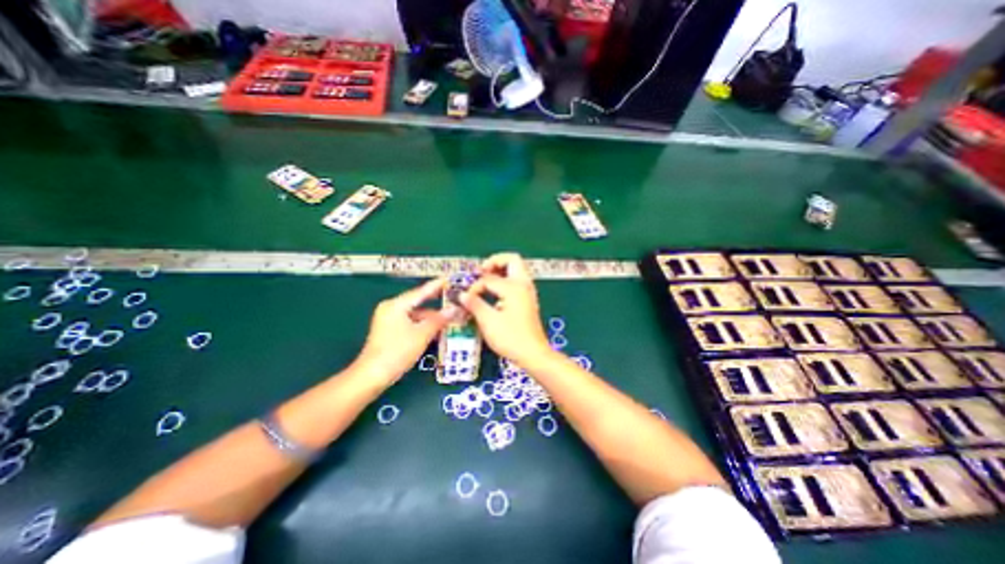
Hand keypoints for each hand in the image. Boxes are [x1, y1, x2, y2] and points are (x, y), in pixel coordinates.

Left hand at [351, 279, 448, 384]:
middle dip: (436, 302)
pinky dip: (423, 325)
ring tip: (450, 316)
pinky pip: (411, 322)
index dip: (437, 285)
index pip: (421, 292)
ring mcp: (389, 320)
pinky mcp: (390, 331)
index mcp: (396, 305)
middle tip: (454, 297)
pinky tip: (437, 329)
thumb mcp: (422, 334)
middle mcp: (391, 308)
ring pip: (415, 314)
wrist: (373, 375)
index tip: (450, 279)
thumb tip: (455, 309)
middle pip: (418, 302)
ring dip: (431, 317)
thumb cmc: (398, 351)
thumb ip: (439, 319)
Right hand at [461, 254, 549, 368]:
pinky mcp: (528, 300)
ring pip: (516, 269)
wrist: (533, 353)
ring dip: (500, 270)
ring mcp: (528, 291)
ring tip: (485, 280)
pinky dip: (505, 280)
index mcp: (514, 287)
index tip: (466, 299)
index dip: (474, 287)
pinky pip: (517, 280)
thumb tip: (462, 295)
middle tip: (480, 272)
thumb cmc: (511, 338)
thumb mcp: (488, 321)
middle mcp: (523, 284)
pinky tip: (494, 293)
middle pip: (511, 259)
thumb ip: (474, 304)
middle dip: (494, 262)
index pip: (488, 279)